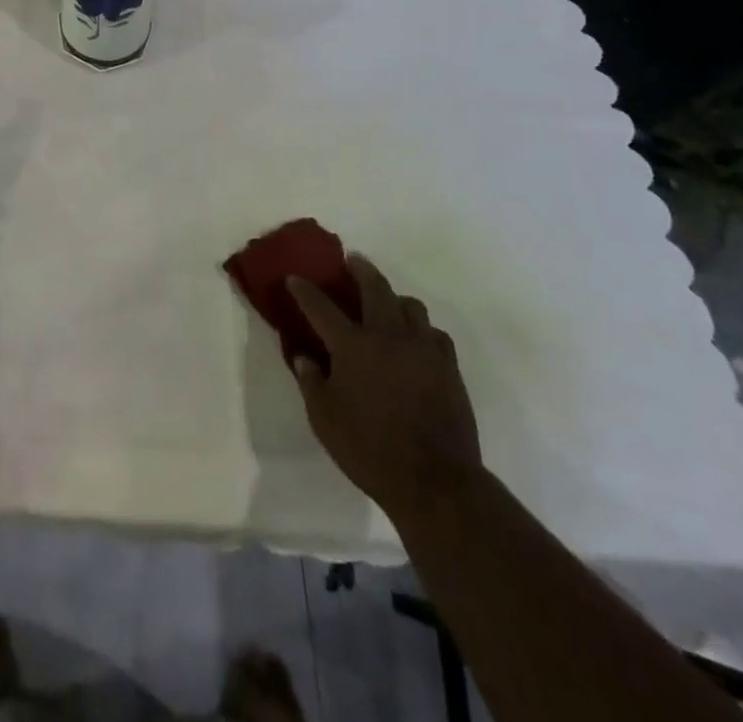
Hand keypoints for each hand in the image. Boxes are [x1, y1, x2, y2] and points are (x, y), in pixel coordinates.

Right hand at [288, 255, 482, 525]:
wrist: (436, 482)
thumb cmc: (370, 450)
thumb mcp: (324, 419)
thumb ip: (311, 382)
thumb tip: (304, 356)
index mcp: (353, 346)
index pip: (321, 306)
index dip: (304, 290)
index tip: (294, 277)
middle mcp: (388, 337)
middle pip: (375, 287)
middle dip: (361, 269)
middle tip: (352, 260)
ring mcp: (423, 349)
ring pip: (411, 305)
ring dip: (395, 298)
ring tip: (386, 304)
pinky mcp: (449, 368)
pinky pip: (435, 334)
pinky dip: (421, 329)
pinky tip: (415, 341)